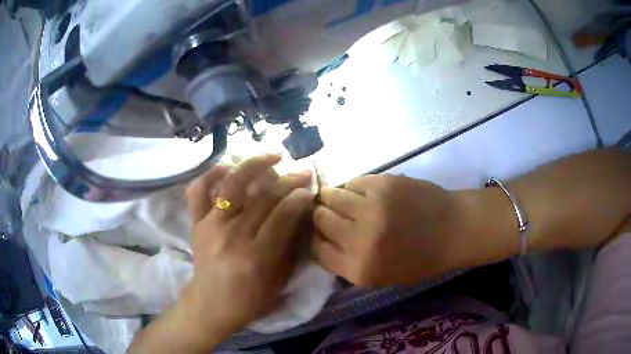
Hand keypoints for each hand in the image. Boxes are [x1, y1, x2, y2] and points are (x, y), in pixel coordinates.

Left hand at [182, 155, 313, 342]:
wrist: (210, 306)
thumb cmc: (249, 300)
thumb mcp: (278, 281)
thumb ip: (290, 247)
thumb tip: (301, 214)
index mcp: (256, 257)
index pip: (283, 215)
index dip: (300, 197)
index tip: (310, 189)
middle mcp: (232, 236)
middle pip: (263, 197)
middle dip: (288, 180)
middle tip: (302, 172)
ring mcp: (210, 226)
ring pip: (233, 185)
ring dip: (255, 165)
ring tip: (273, 156)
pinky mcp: (195, 223)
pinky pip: (198, 191)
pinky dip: (210, 174)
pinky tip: (227, 168)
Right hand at [311, 174, 459, 285]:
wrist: (453, 229)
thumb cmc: (420, 259)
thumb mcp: (381, 276)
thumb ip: (348, 263)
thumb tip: (322, 240)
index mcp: (359, 269)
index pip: (316, 250)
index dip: (315, 239)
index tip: (322, 233)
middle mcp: (360, 239)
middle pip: (319, 220)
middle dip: (322, 217)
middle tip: (332, 214)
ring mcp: (371, 208)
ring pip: (331, 196)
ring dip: (333, 198)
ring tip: (346, 201)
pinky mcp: (382, 183)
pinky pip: (352, 182)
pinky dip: (353, 188)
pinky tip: (365, 193)